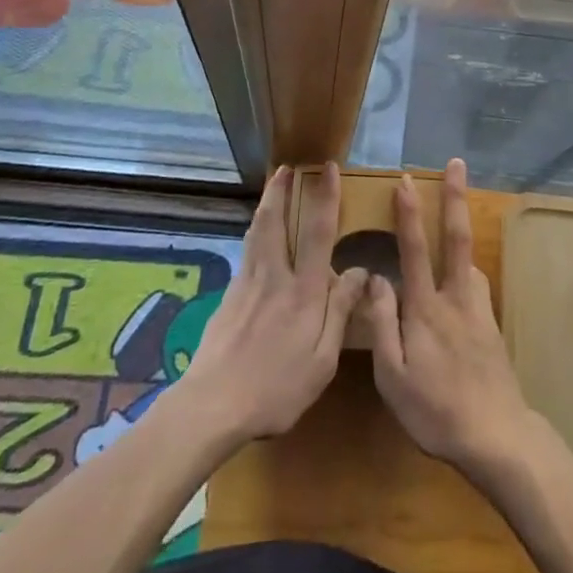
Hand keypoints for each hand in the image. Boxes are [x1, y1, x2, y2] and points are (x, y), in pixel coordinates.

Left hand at [181, 163, 367, 442]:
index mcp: (303, 291)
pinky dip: (254, 234)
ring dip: (266, 205)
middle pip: (275, 221)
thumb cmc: (275, 389)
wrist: (211, 405)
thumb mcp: (322, 361)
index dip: (325, 197)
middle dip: (281, 190)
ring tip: (272, 188)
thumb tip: (360, 270)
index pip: (318, 232)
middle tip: (286, 167)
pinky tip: (256, 239)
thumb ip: (340, 312)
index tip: (328, 168)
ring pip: (256, 233)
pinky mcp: (227, 297)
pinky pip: (246, 254)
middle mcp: (274, 276)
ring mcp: (246, 284)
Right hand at [367, 159, 538, 475]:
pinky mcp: (491, 323)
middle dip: (454, 197)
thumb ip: (381, 325)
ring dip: (462, 230)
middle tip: (457, 163)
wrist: (496, 435)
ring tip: (454, 213)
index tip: (406, 179)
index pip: (414, 250)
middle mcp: (455, 297)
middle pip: (455, 237)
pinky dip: (467, 268)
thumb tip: (374, 279)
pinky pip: (475, 283)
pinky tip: (461, 278)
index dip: (408, 213)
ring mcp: (478, 308)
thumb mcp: (392, 377)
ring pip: (468, 259)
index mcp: (424, 308)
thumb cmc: (435, 410)